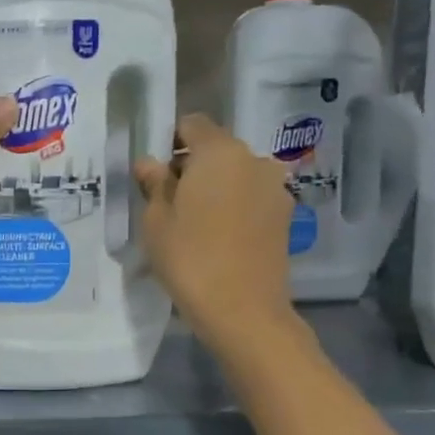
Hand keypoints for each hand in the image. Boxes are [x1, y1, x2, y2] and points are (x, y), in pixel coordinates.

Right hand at [135, 113, 295, 337]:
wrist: (242, 310)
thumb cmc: (189, 258)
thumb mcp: (156, 220)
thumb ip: (154, 184)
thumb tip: (150, 163)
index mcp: (219, 152)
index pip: (192, 124)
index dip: (170, 141)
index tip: (155, 172)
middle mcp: (254, 160)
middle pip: (217, 150)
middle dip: (193, 167)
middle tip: (169, 201)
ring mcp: (275, 188)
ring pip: (236, 175)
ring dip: (216, 188)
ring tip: (195, 224)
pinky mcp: (284, 216)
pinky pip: (251, 198)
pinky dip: (234, 207)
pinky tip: (218, 237)